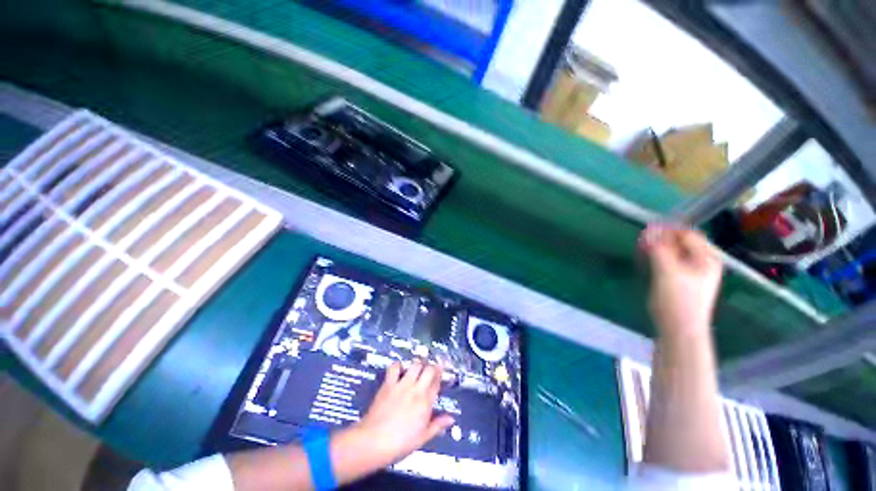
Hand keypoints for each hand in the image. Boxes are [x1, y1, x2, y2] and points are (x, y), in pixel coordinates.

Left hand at [345, 361, 454, 467]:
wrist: (373, 441)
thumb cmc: (400, 443)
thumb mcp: (422, 438)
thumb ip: (437, 425)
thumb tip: (450, 418)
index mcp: (425, 403)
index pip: (437, 383)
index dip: (441, 376)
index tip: (442, 373)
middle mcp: (416, 389)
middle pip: (429, 369)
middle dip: (433, 367)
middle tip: (432, 369)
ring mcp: (402, 385)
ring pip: (415, 364)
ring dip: (419, 364)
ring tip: (419, 368)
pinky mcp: (388, 384)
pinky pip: (395, 367)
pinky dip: (399, 365)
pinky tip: (400, 369)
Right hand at [639, 224, 722, 335]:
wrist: (679, 330)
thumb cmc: (677, 299)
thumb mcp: (667, 271)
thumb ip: (659, 249)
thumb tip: (649, 231)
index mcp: (707, 258)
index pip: (688, 234)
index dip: (667, 230)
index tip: (646, 230)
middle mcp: (703, 263)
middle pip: (682, 243)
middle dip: (662, 239)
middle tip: (642, 241)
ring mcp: (693, 273)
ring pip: (675, 252)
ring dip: (659, 248)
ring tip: (642, 249)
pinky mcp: (682, 282)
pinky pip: (671, 262)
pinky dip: (659, 258)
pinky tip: (648, 261)